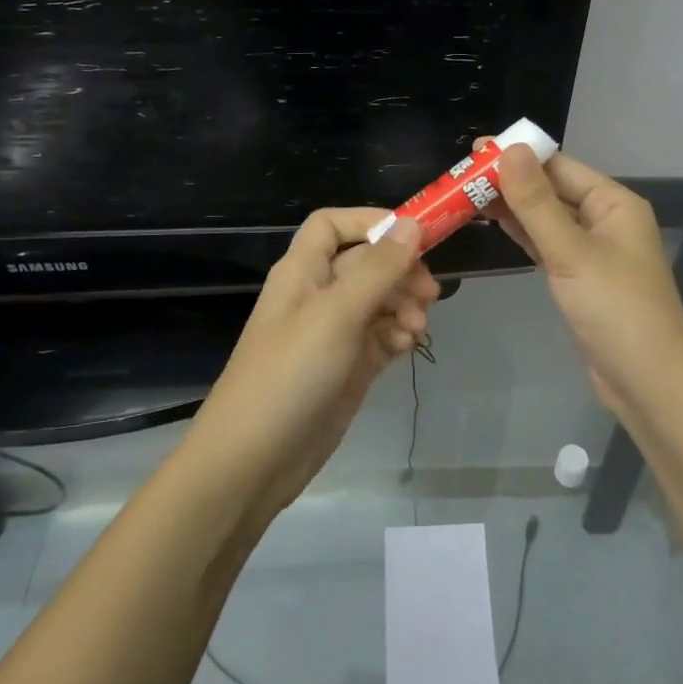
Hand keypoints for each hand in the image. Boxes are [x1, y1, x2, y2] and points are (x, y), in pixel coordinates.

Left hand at [184, 208, 437, 516]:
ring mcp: (333, 333)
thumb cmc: (290, 374)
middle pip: (366, 263)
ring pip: (379, 300)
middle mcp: (317, 295)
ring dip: (404, 306)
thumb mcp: (337, 314)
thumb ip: (378, 269)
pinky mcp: (346, 367)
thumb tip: (413, 224)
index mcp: (303, 271)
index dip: (371, 222)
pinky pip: (380, 336)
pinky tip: (408, 347)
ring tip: (418, 329)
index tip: (414, 235)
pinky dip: (398, 335)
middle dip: (400, 271)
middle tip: (429, 294)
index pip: (333, 225)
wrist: (253, 461)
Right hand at [480, 141, 682, 413]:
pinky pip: (546, 244)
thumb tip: (510, 148)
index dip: (518, 156)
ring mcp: (592, 250)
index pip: (559, 166)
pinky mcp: (579, 278)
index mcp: (613, 203)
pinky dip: (522, 233)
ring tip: (465, 193)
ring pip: (546, 218)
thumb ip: (536, 202)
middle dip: (510, 181)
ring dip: (511, 207)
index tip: (474, 150)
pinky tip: (493, 222)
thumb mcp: (571, 251)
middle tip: (459, 174)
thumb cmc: (615, 309)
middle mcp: (604, 219)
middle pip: (551, 190)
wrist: (647, 382)